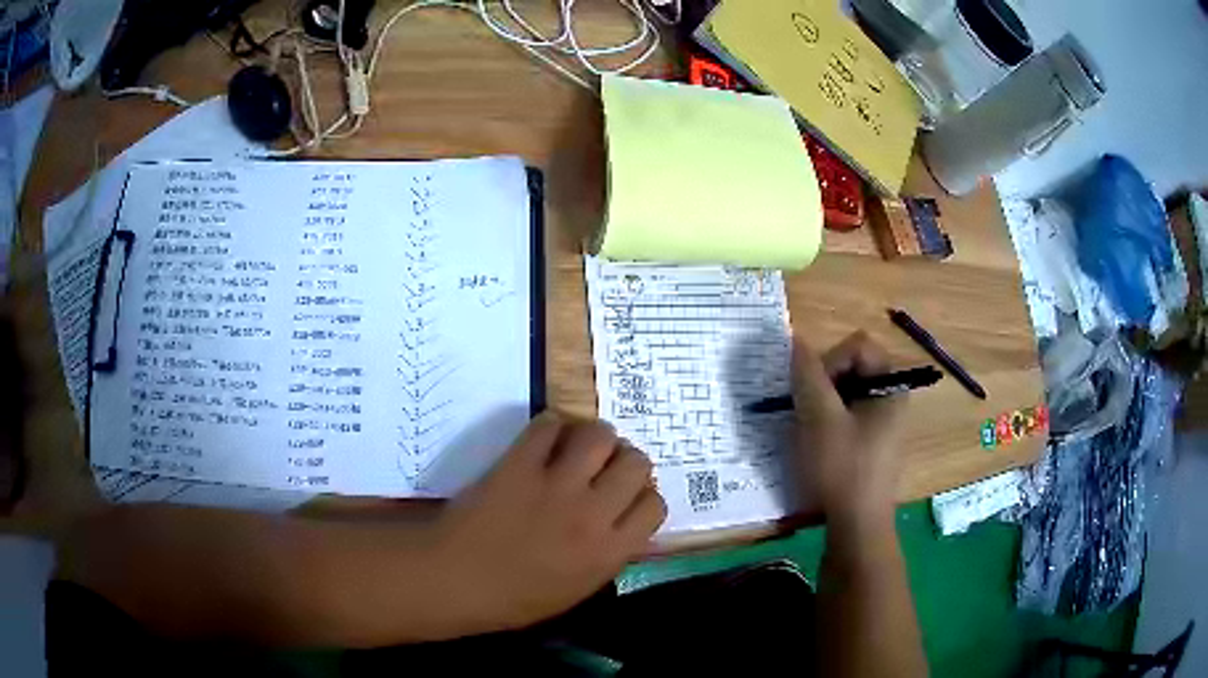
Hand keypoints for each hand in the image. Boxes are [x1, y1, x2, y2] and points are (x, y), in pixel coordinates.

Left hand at [434, 413, 665, 631]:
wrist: (455, 580)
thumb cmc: (514, 598)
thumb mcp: (577, 589)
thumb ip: (609, 554)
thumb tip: (624, 522)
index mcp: (609, 552)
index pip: (655, 505)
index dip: (643, 495)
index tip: (626, 496)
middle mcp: (593, 514)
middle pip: (636, 463)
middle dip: (625, 461)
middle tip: (605, 467)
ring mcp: (556, 485)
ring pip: (600, 435)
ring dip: (595, 437)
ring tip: (579, 447)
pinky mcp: (519, 464)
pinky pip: (549, 425)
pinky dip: (552, 427)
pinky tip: (544, 441)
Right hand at [792, 331, 905, 525]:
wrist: (857, 526)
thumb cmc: (842, 469)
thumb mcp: (819, 419)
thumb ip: (808, 376)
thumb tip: (796, 341)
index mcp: (890, 386)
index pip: (858, 346)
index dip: (830, 359)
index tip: (812, 391)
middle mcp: (892, 398)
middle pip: (854, 366)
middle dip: (824, 382)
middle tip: (806, 410)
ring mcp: (884, 422)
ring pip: (848, 392)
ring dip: (823, 403)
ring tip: (808, 429)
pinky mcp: (873, 442)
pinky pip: (850, 415)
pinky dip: (830, 421)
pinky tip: (818, 445)